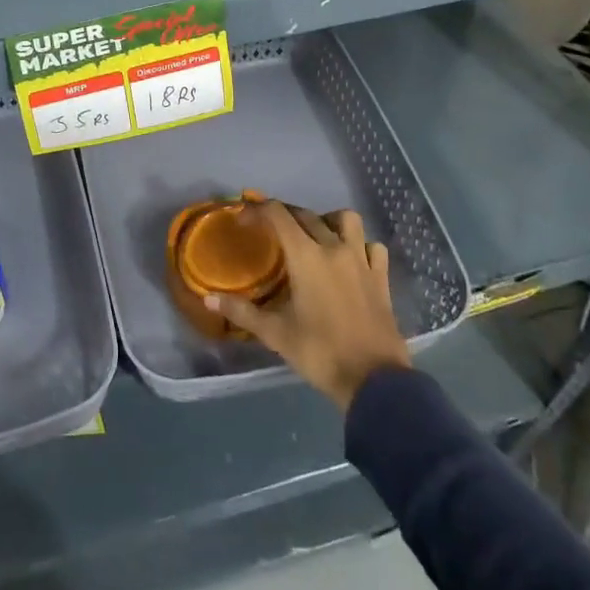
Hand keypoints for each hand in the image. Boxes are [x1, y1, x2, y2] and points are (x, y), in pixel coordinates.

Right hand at [207, 200, 410, 409]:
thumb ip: (242, 311)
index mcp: (306, 256)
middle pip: (306, 214)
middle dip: (284, 215)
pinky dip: (360, 245)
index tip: (242, 218)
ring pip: (346, 220)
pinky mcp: (381, 277)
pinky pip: (372, 246)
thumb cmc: (320, 353)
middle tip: (269, 230)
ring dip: (328, 220)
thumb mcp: (275, 334)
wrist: (374, 381)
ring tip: (315, 236)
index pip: (278, 214)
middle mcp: (334, 248)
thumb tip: (208, 299)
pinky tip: (351, 258)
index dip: (257, 209)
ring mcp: (361, 260)